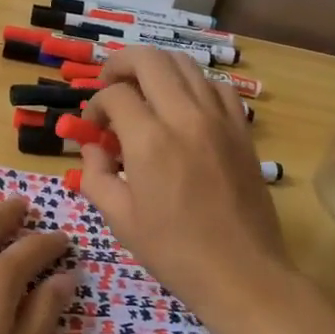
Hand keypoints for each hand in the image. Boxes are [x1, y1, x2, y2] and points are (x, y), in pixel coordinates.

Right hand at [79, 47, 294, 316]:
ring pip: (185, 64)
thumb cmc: (174, 252)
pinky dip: (194, 84)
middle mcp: (185, 117)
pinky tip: (184, 105)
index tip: (92, 127)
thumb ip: (96, 174)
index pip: (114, 94)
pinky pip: (216, 86)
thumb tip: (93, 147)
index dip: (95, 104)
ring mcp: (219, 119)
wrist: (241, 273)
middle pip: (149, 60)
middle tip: (108, 82)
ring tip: (143, 88)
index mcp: (149, 141)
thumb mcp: (120, 218)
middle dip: (120, 64)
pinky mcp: (242, 129)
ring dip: (157, 68)